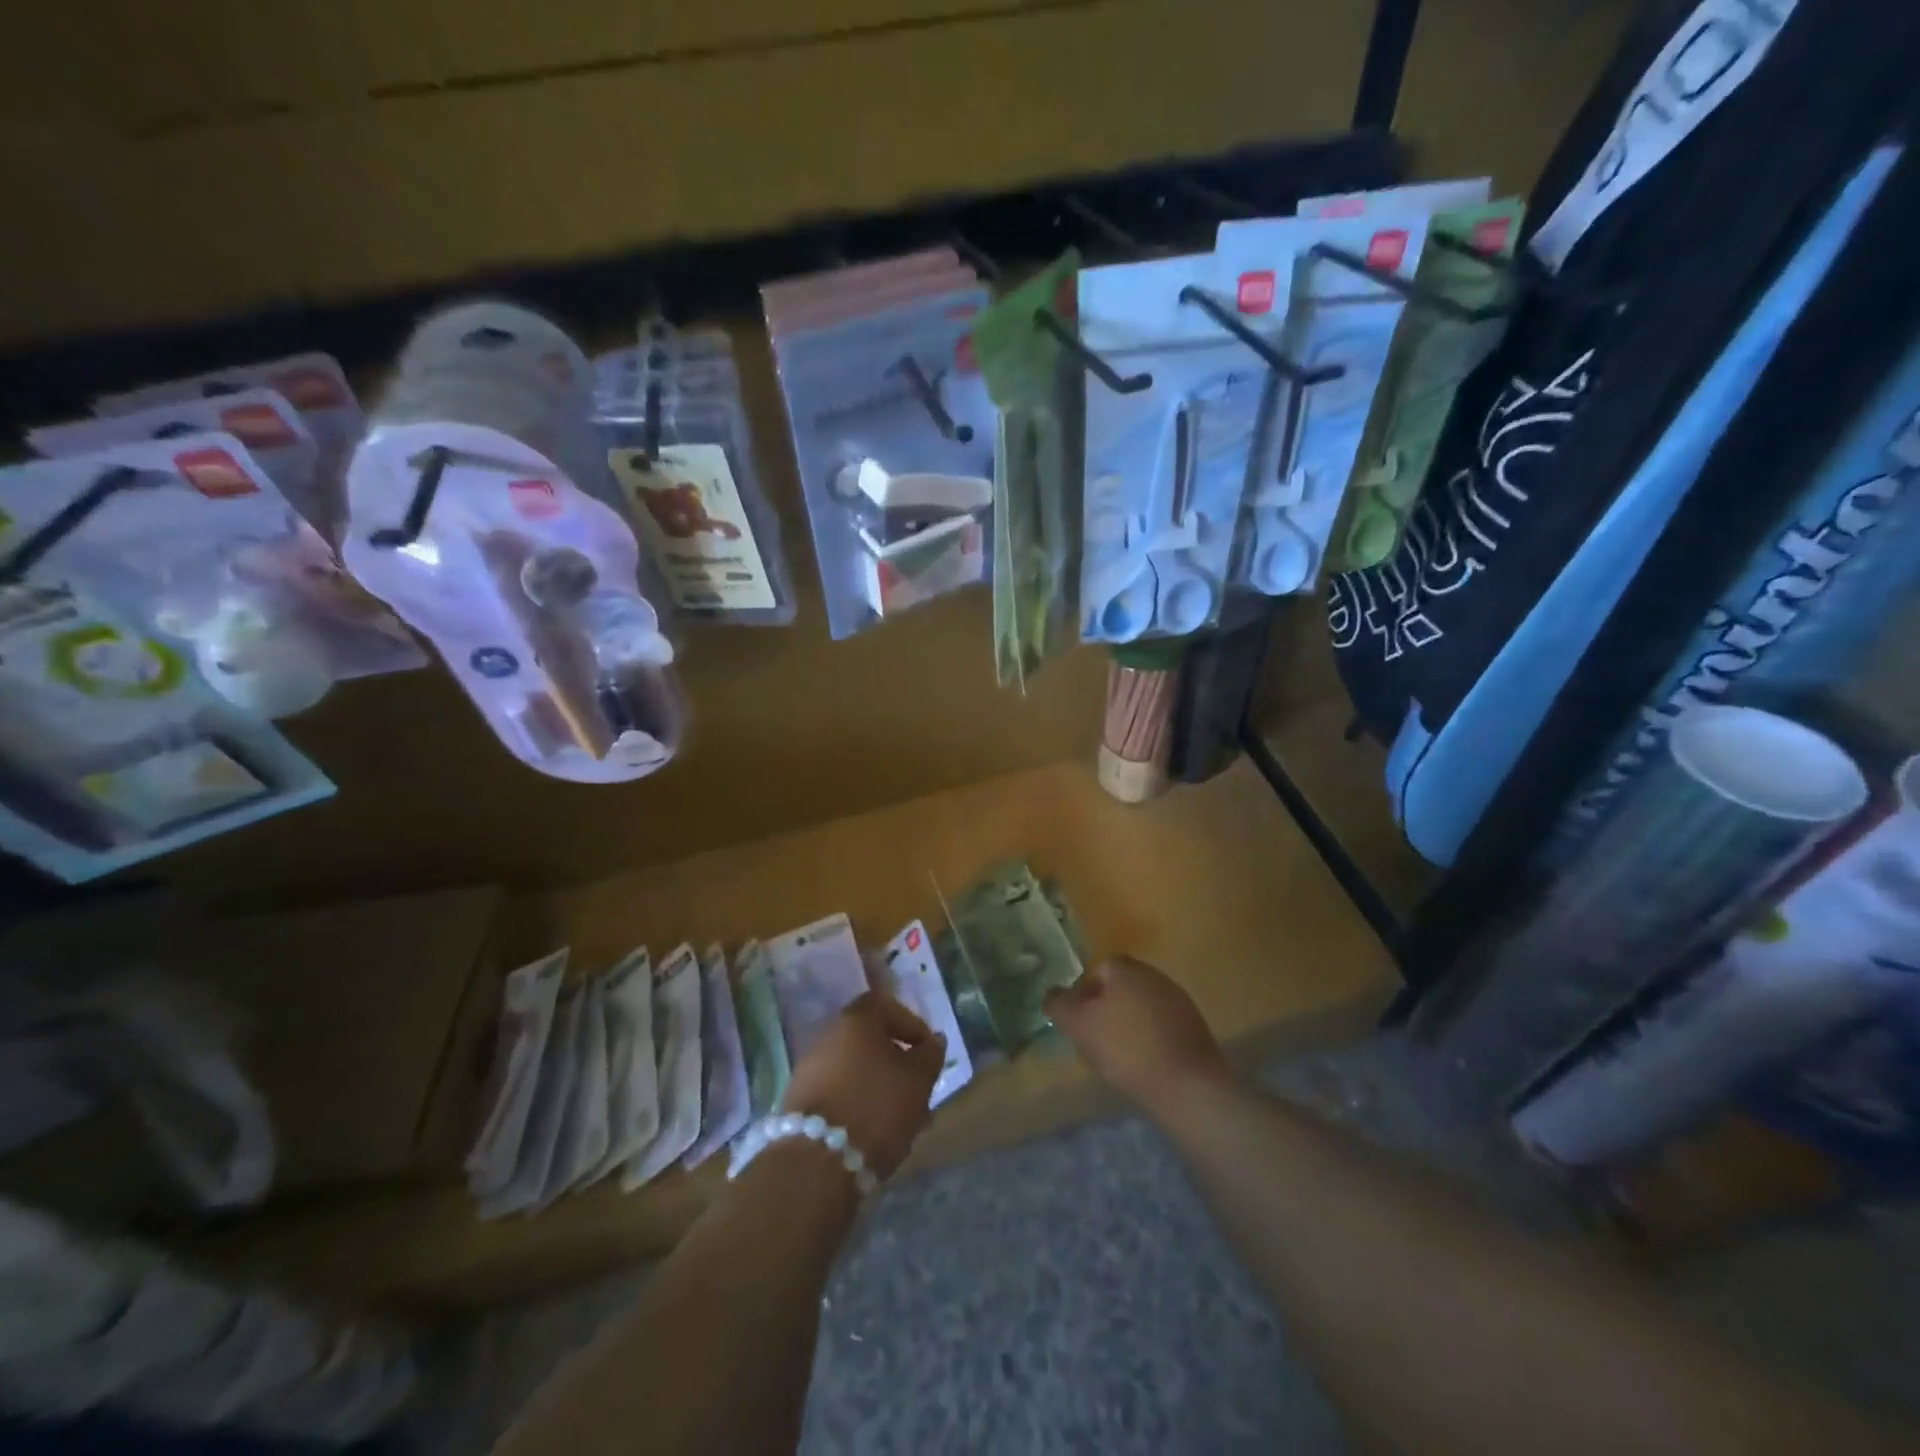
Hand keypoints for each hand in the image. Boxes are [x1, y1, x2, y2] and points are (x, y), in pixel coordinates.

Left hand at [783, 993, 942, 1178]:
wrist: (816, 1162)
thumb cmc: (876, 1107)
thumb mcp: (918, 1080)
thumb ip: (930, 1055)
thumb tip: (933, 1040)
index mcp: (856, 1020)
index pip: (887, 1005)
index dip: (911, 1025)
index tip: (927, 1052)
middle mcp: (828, 1036)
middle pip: (870, 1040)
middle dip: (896, 1063)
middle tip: (917, 1089)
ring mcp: (809, 1069)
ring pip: (855, 1070)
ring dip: (878, 1087)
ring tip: (901, 1119)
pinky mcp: (799, 1103)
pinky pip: (838, 1093)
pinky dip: (857, 1104)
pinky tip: (873, 1132)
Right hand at [1045, 956, 1233, 1115]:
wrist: (1187, 1086)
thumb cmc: (1126, 1049)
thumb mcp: (1080, 1026)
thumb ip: (1060, 1005)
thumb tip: (1051, 993)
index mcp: (1125, 968)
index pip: (1097, 969)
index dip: (1084, 994)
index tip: (1080, 1021)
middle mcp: (1154, 975)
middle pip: (1121, 986)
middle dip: (1107, 1007)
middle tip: (1096, 1038)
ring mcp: (1179, 1000)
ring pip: (1142, 1005)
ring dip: (1129, 1023)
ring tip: (1120, 1055)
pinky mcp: (1195, 1027)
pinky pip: (1162, 1024)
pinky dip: (1150, 1038)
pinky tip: (1145, 1063)